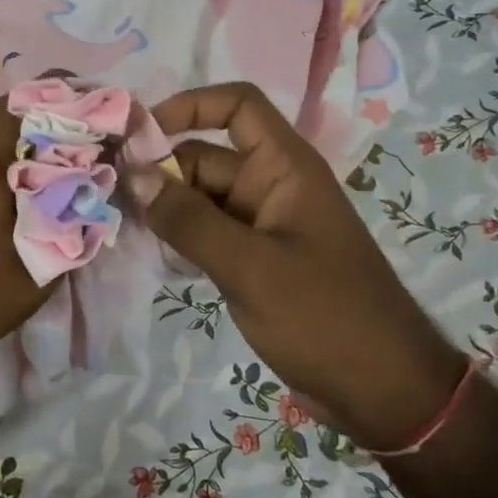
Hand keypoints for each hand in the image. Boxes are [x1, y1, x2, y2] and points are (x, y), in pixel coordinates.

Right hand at [136, 82, 465, 450]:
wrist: (384, 391)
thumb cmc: (324, 317)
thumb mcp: (249, 266)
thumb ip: (188, 220)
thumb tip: (134, 175)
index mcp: (285, 167)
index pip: (237, 106)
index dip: (190, 106)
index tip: (141, 135)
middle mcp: (272, 185)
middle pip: (206, 156)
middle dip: (163, 171)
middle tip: (114, 199)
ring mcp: (264, 224)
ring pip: (203, 197)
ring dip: (168, 209)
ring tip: (127, 229)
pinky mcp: (257, 260)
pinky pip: (210, 233)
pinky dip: (183, 239)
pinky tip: (158, 260)